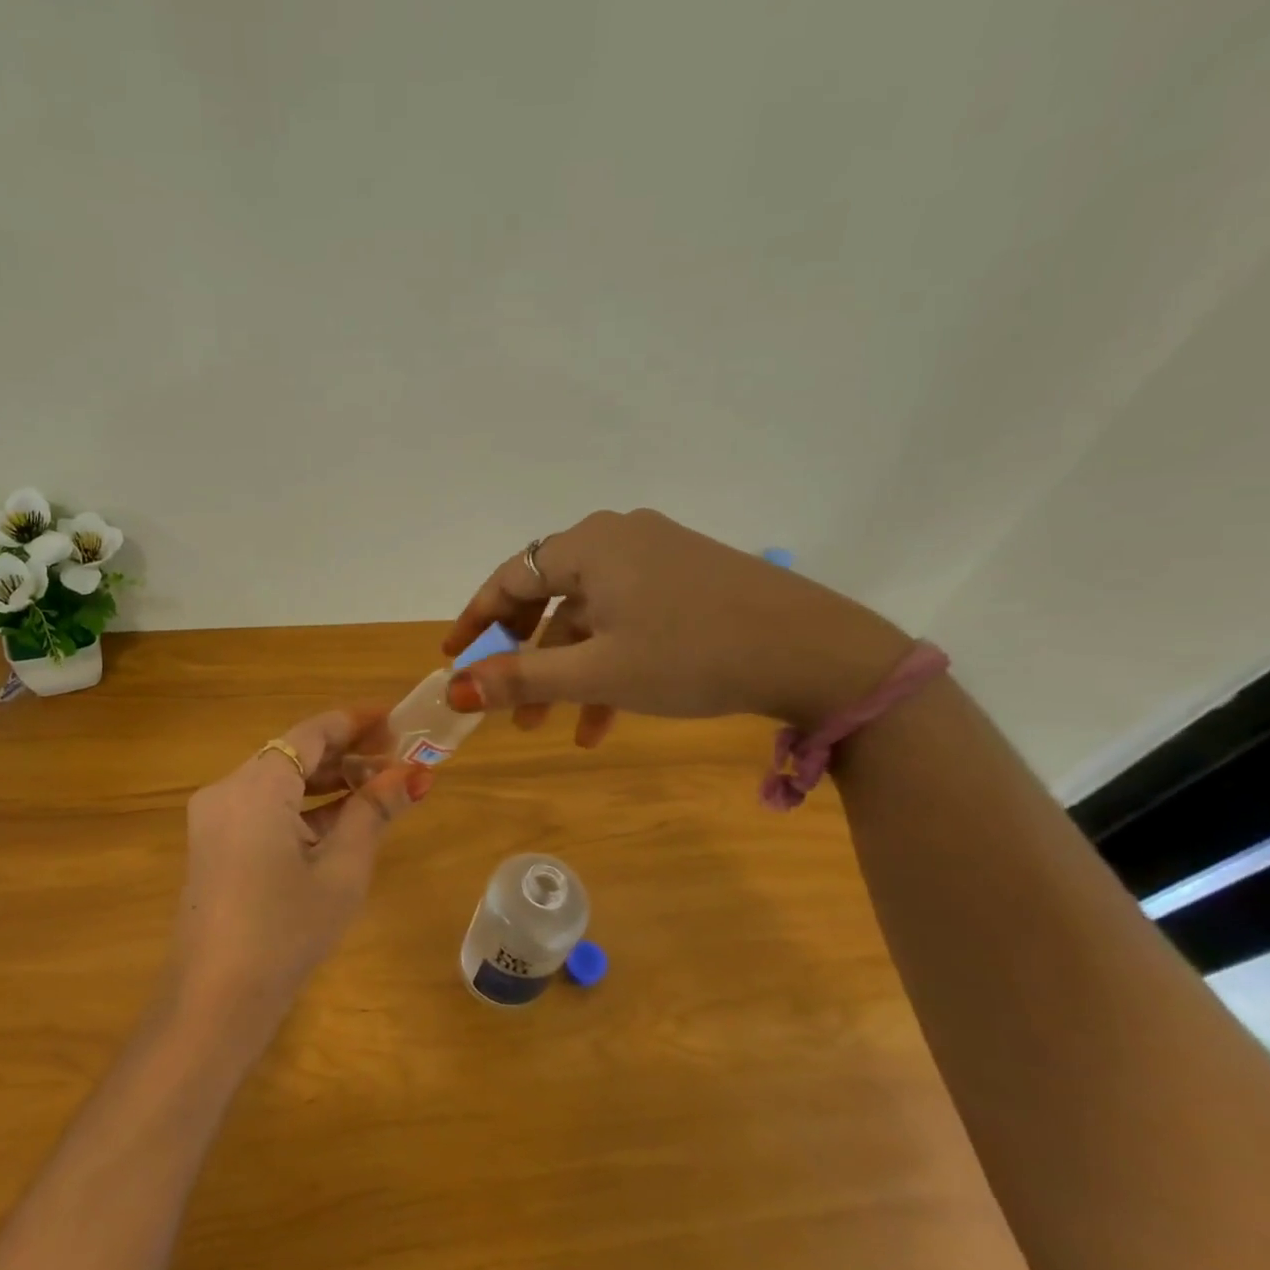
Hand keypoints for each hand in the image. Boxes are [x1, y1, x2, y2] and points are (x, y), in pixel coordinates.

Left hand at [173, 708, 431, 1042]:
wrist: (215, 1002)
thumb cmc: (286, 932)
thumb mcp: (341, 870)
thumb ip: (373, 812)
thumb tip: (412, 775)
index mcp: (255, 786)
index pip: (311, 733)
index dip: (356, 722)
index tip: (396, 720)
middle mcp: (227, 789)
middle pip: (293, 754)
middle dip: (346, 754)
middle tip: (397, 759)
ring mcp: (215, 819)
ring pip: (279, 782)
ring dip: (326, 783)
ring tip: (378, 788)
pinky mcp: (214, 844)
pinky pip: (263, 809)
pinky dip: (301, 809)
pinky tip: (340, 820)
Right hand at [442, 509, 912, 739]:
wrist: (817, 653)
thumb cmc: (692, 655)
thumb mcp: (597, 673)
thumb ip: (521, 679)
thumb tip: (454, 690)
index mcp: (590, 545)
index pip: (511, 577)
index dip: (476, 621)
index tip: (453, 659)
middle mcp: (619, 539)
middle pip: (548, 596)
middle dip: (525, 656)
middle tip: (505, 701)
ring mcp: (659, 557)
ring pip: (590, 616)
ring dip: (568, 672)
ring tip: (554, 730)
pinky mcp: (689, 580)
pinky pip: (629, 619)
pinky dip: (609, 664)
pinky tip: (606, 720)